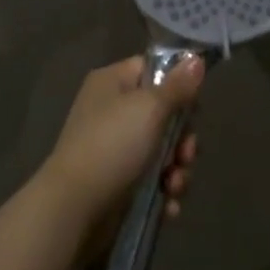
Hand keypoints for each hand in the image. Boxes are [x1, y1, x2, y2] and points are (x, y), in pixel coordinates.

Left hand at [38, 55, 203, 235]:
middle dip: (182, 138)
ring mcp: (114, 149)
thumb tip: (196, 59)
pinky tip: (169, 206)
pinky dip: (163, 191)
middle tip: (186, 154)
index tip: (194, 105)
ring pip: (161, 150)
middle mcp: (112, 111)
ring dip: (176, 169)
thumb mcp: (149, 109)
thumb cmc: (112, 146)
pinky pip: (151, 179)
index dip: (177, 85)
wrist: (73, 209)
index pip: (152, 70)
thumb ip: (177, 86)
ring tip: (175, 186)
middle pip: (163, 114)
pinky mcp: (118, 183)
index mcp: (113, 83)